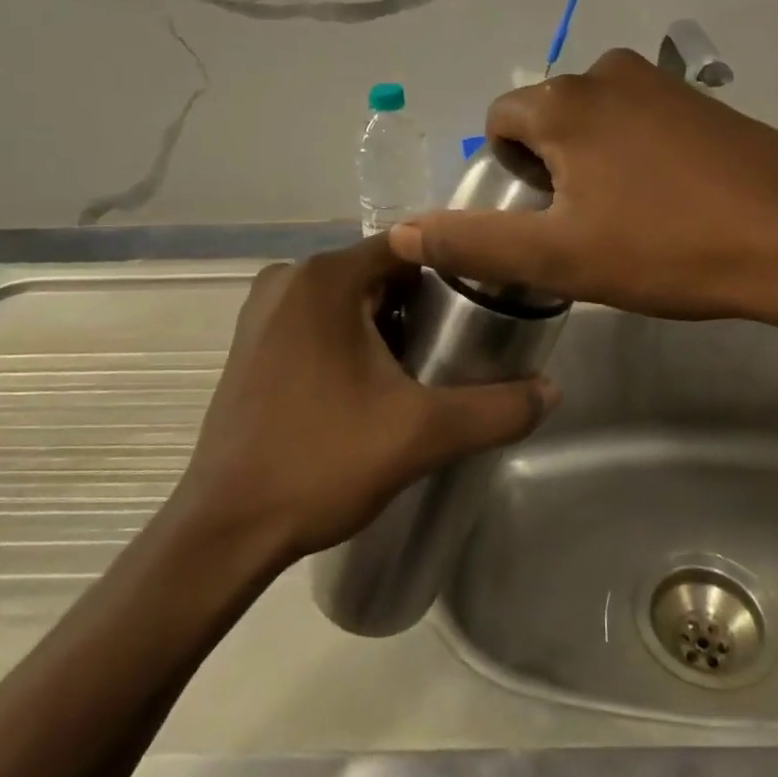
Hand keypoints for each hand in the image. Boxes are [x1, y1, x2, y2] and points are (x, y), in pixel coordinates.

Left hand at [172, 235, 557, 564]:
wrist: (225, 528)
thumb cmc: (321, 463)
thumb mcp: (421, 434)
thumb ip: (495, 409)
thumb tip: (553, 390)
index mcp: (325, 278)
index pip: (409, 248)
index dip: (452, 270)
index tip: (485, 304)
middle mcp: (289, 278)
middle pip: (380, 271)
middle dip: (422, 304)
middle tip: (458, 349)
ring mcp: (264, 308)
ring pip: (350, 296)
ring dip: (387, 323)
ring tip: (420, 371)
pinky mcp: (252, 340)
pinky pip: (319, 318)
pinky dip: (351, 336)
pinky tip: (370, 384)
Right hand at [390, 47, 777, 333]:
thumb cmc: (668, 248)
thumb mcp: (558, 256)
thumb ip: (474, 241)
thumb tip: (403, 231)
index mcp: (564, 102)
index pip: (500, 121)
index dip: (506, 173)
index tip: (540, 219)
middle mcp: (607, 72)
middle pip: (547, 117)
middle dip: (549, 166)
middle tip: (582, 226)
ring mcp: (662, 82)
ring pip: (595, 118)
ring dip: (592, 160)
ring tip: (626, 216)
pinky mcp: (702, 101)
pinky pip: (641, 119)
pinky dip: (636, 152)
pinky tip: (670, 199)